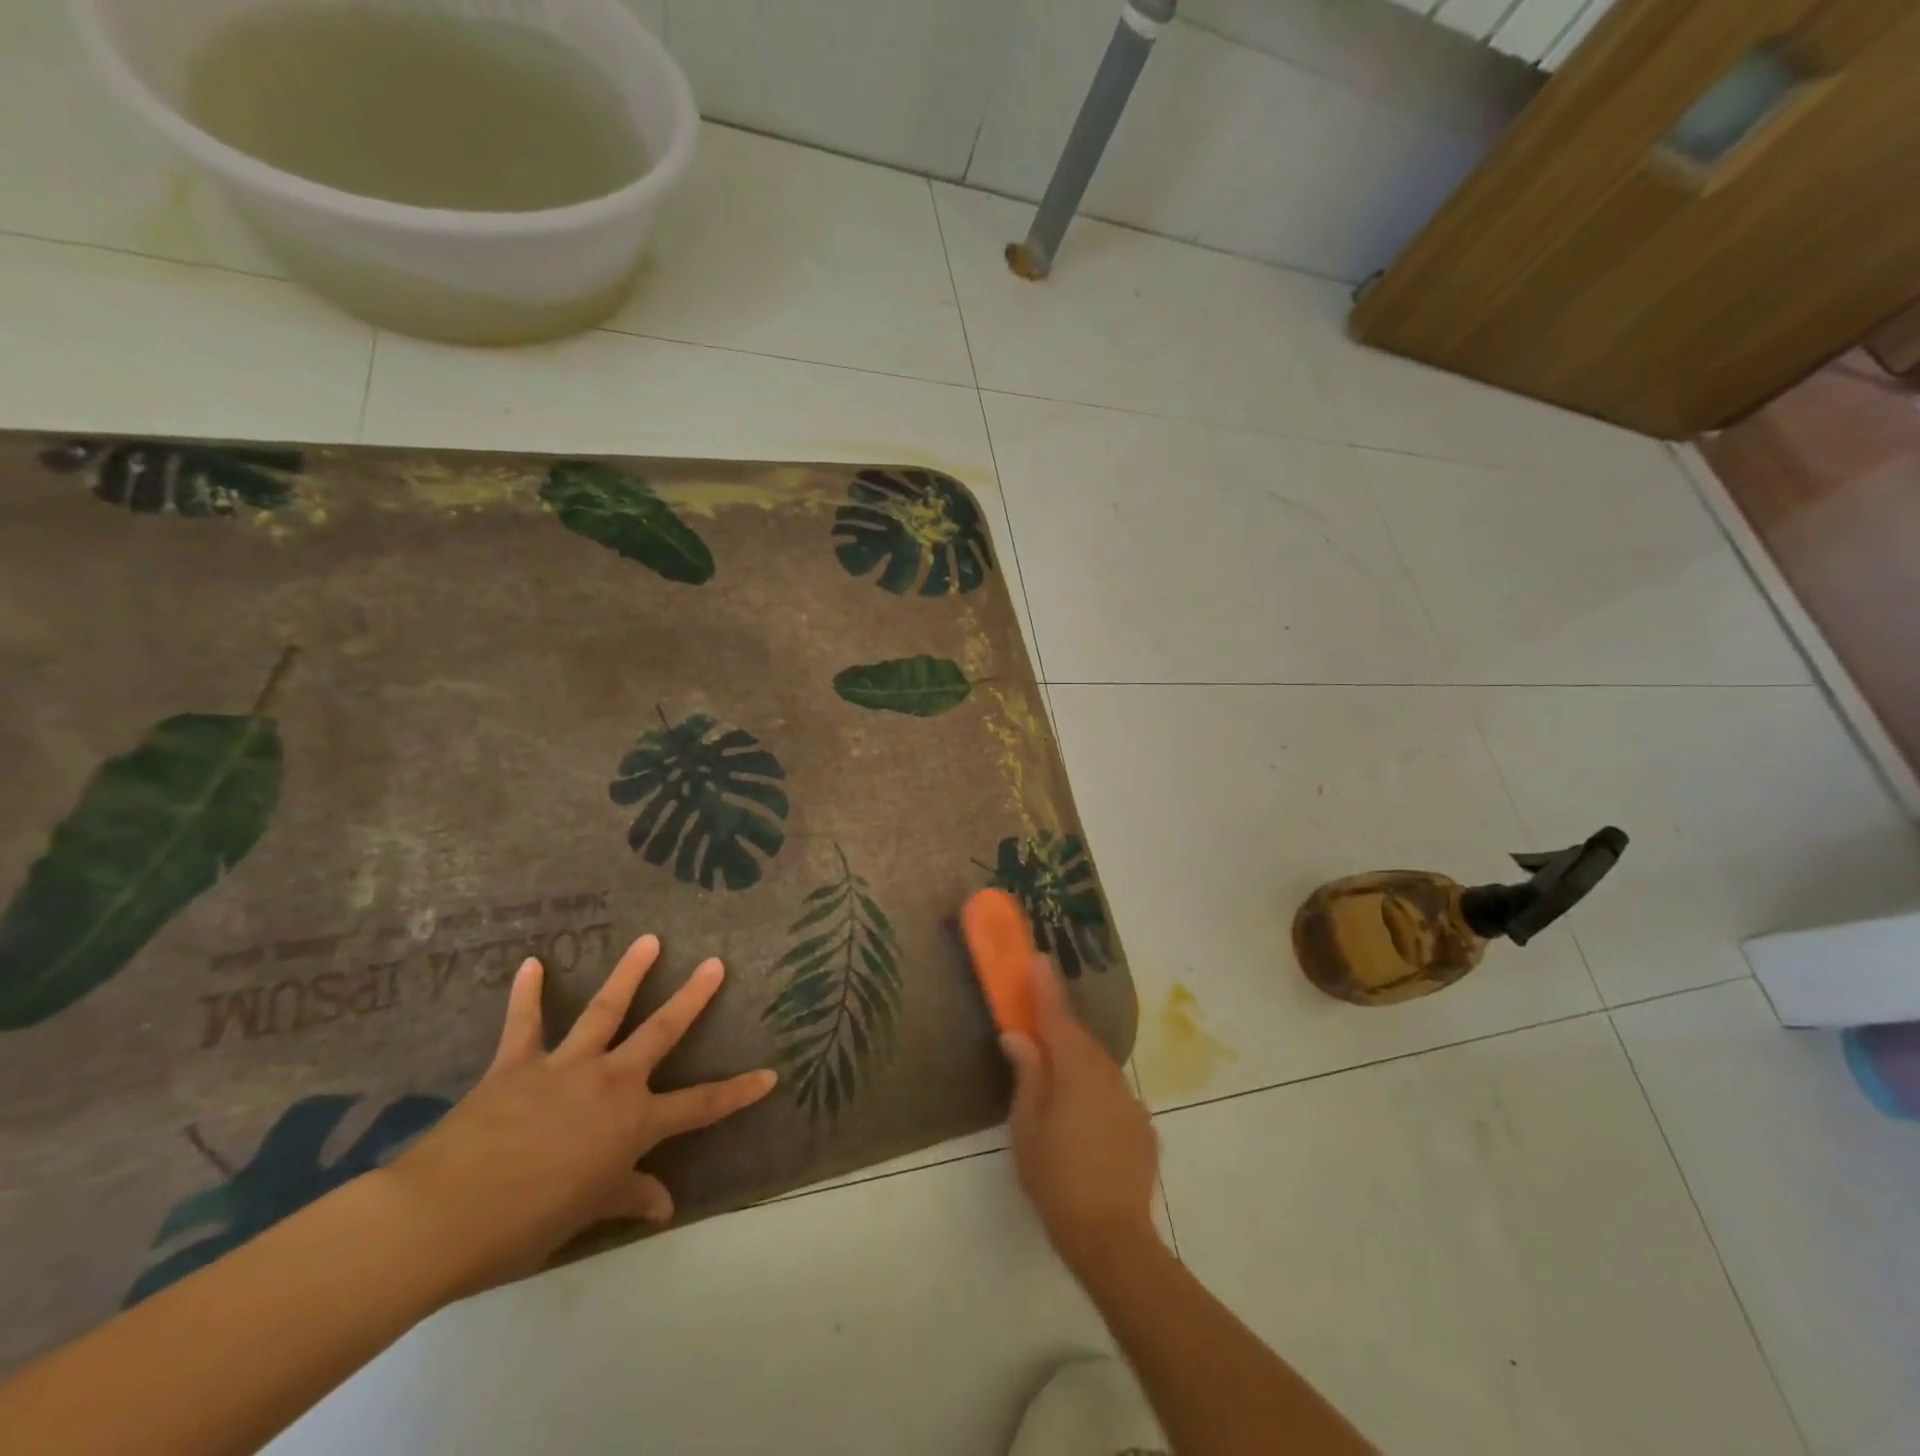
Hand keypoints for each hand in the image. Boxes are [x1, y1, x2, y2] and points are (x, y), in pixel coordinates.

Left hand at [383, 933, 776, 1297]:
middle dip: (692, 998)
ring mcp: (565, 1066)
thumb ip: (628, 1197)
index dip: (738, 1092)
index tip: (770, 1074)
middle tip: (714, 964)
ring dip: (629, 973)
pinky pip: (524, 1023)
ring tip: (649, 940)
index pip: (701, 1106)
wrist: (444, 1217)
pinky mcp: (516, 1064)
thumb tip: (664, 1206)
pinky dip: (528, 994)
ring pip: (605, 1010)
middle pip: (661, 1032)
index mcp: (633, 1123)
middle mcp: (610, 1082)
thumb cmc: (525, 1225)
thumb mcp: (587, 1213)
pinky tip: (532, 964)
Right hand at [1000, 956, 1157, 1276]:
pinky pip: (1112, 1095)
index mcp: (1076, 1069)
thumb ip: (1027, 1074)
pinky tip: (1083, 1121)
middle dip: (1058, 1028)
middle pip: (1079, 1040)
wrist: (1112, 1238)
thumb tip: (1019, 1037)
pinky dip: (1095, 1094)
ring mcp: (1130, 1101)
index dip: (1046, 987)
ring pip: (1098, 1067)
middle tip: (1036, 1024)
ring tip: (1055, 1079)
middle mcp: (1108, 1074)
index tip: (1040, 958)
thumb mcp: (1028, 1126)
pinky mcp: (1142, 1127)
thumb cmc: (1057, 1177)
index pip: (1057, 1017)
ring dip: (1076, 1063)